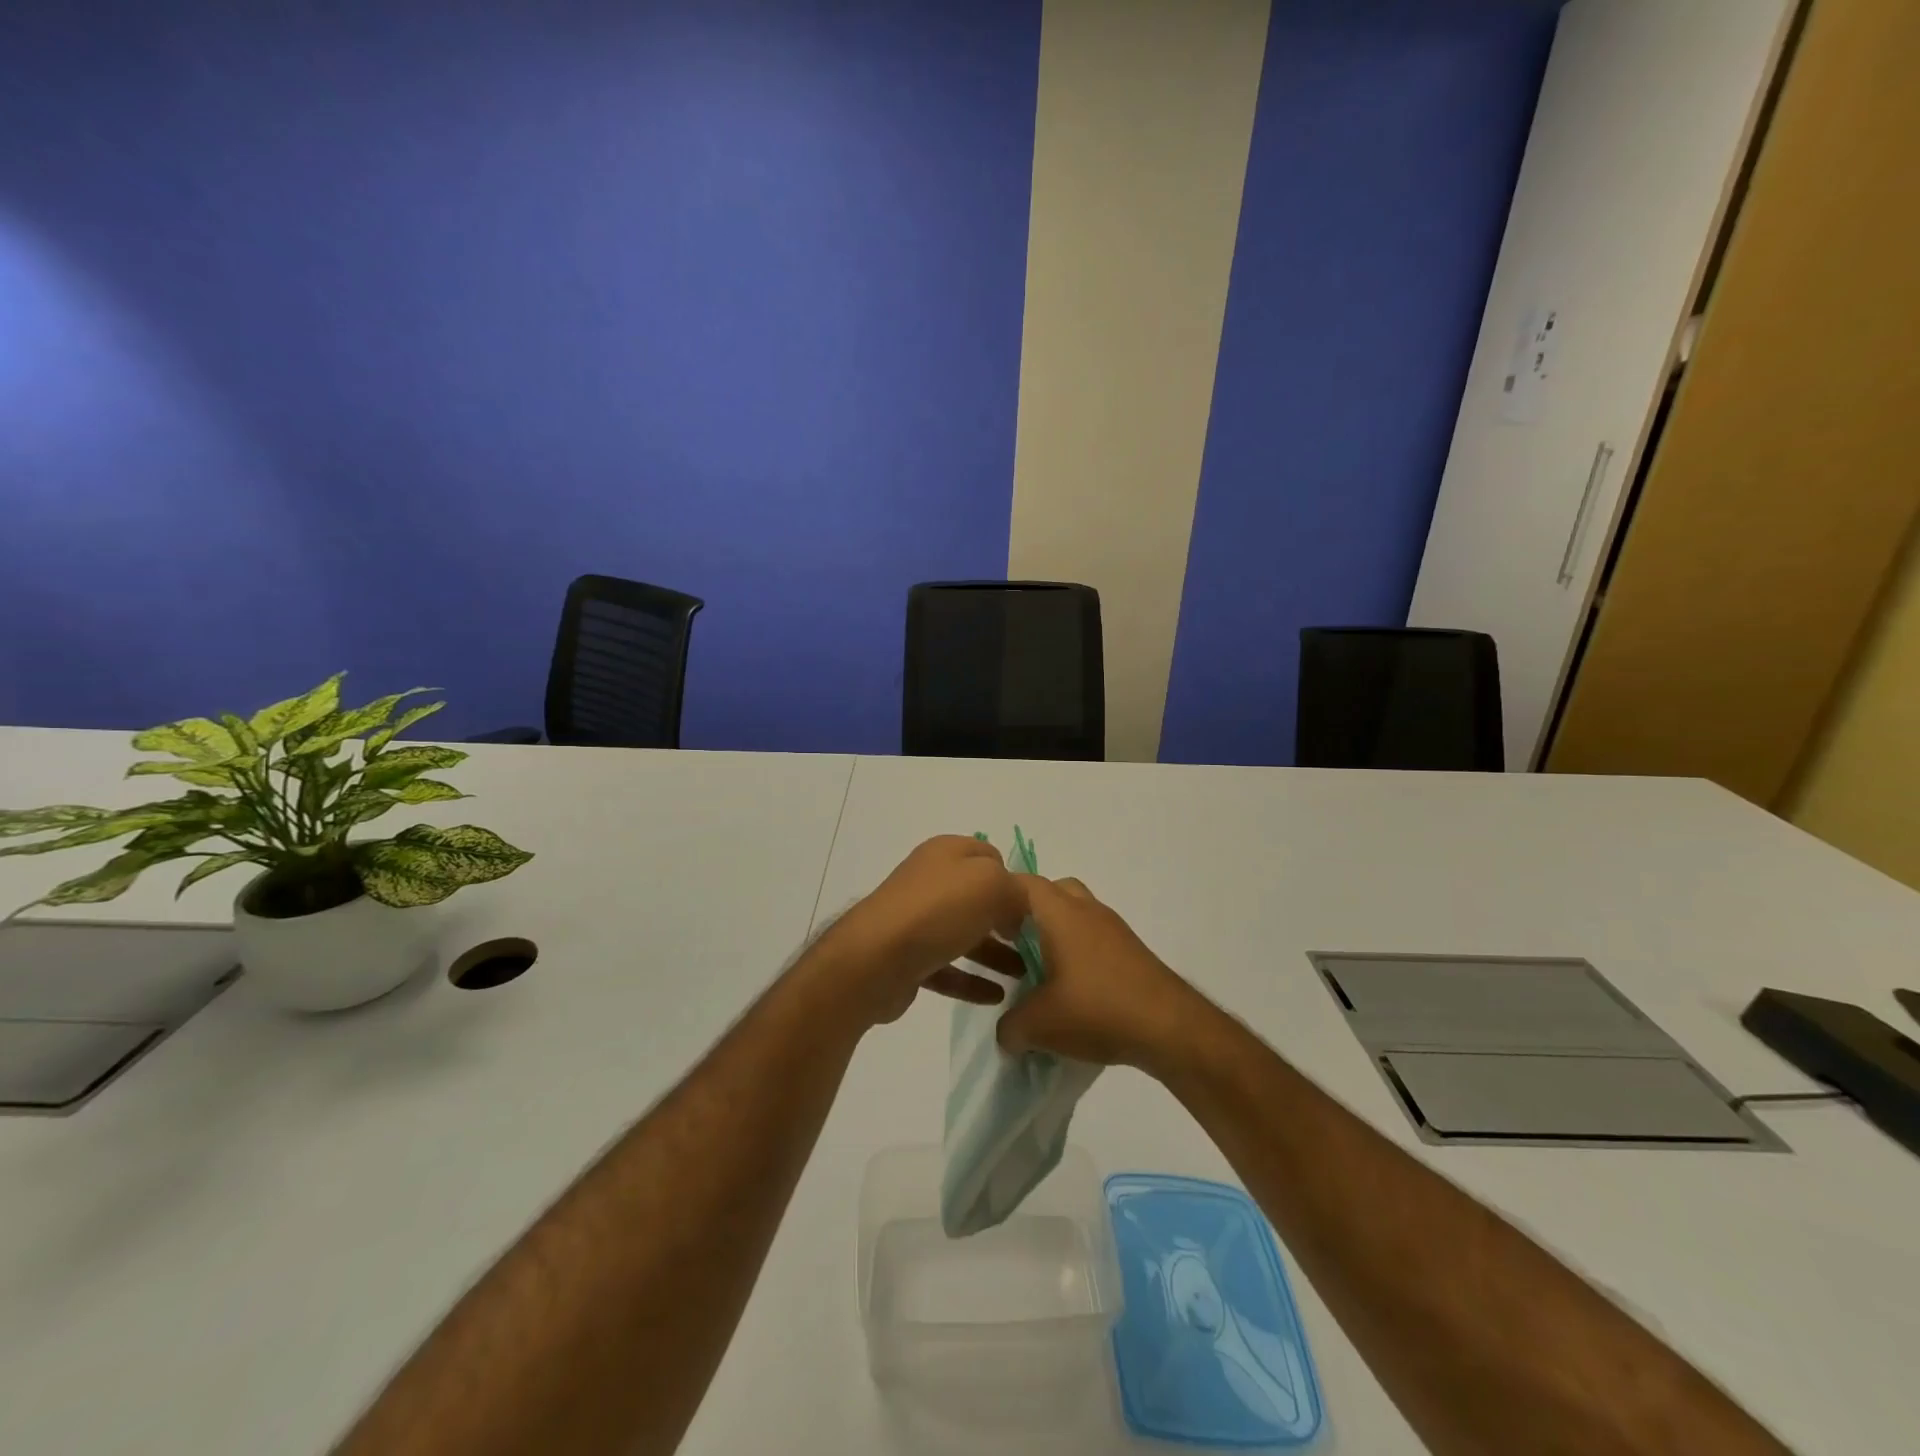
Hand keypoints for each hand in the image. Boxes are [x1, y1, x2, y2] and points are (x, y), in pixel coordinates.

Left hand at [815, 836, 1026, 1027]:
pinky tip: (998, 997)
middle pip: (980, 898)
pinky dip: (972, 980)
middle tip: (1036, 945)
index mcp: (948, 853)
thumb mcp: (991, 885)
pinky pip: (949, 967)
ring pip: (966, 934)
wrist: (874, 959)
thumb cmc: (936, 911)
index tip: (1037, 910)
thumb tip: (1018, 911)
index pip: (992, 857)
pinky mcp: (909, 957)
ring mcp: (918, 919)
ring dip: (996, 954)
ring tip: (1025, 976)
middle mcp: (931, 880)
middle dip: (1008, 921)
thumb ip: (1017, 891)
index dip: (1015, 880)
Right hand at [996, 875, 1207, 1069]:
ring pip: (1077, 914)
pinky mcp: (1132, 951)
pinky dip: (1079, 952)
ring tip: (1041, 972)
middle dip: (1029, 912)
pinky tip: (1073, 991)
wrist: (1171, 1027)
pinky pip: (1095, 938)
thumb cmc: (1097, 1010)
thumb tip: (1008, 1032)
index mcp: (1060, 912)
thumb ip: (1010, 1027)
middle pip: (1053, 891)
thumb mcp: (1039, 1025)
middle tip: (1013, 943)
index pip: (1022, 883)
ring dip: (1057, 934)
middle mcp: (1087, 910)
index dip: (998, 898)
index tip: (983, 925)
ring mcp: (1114, 929)